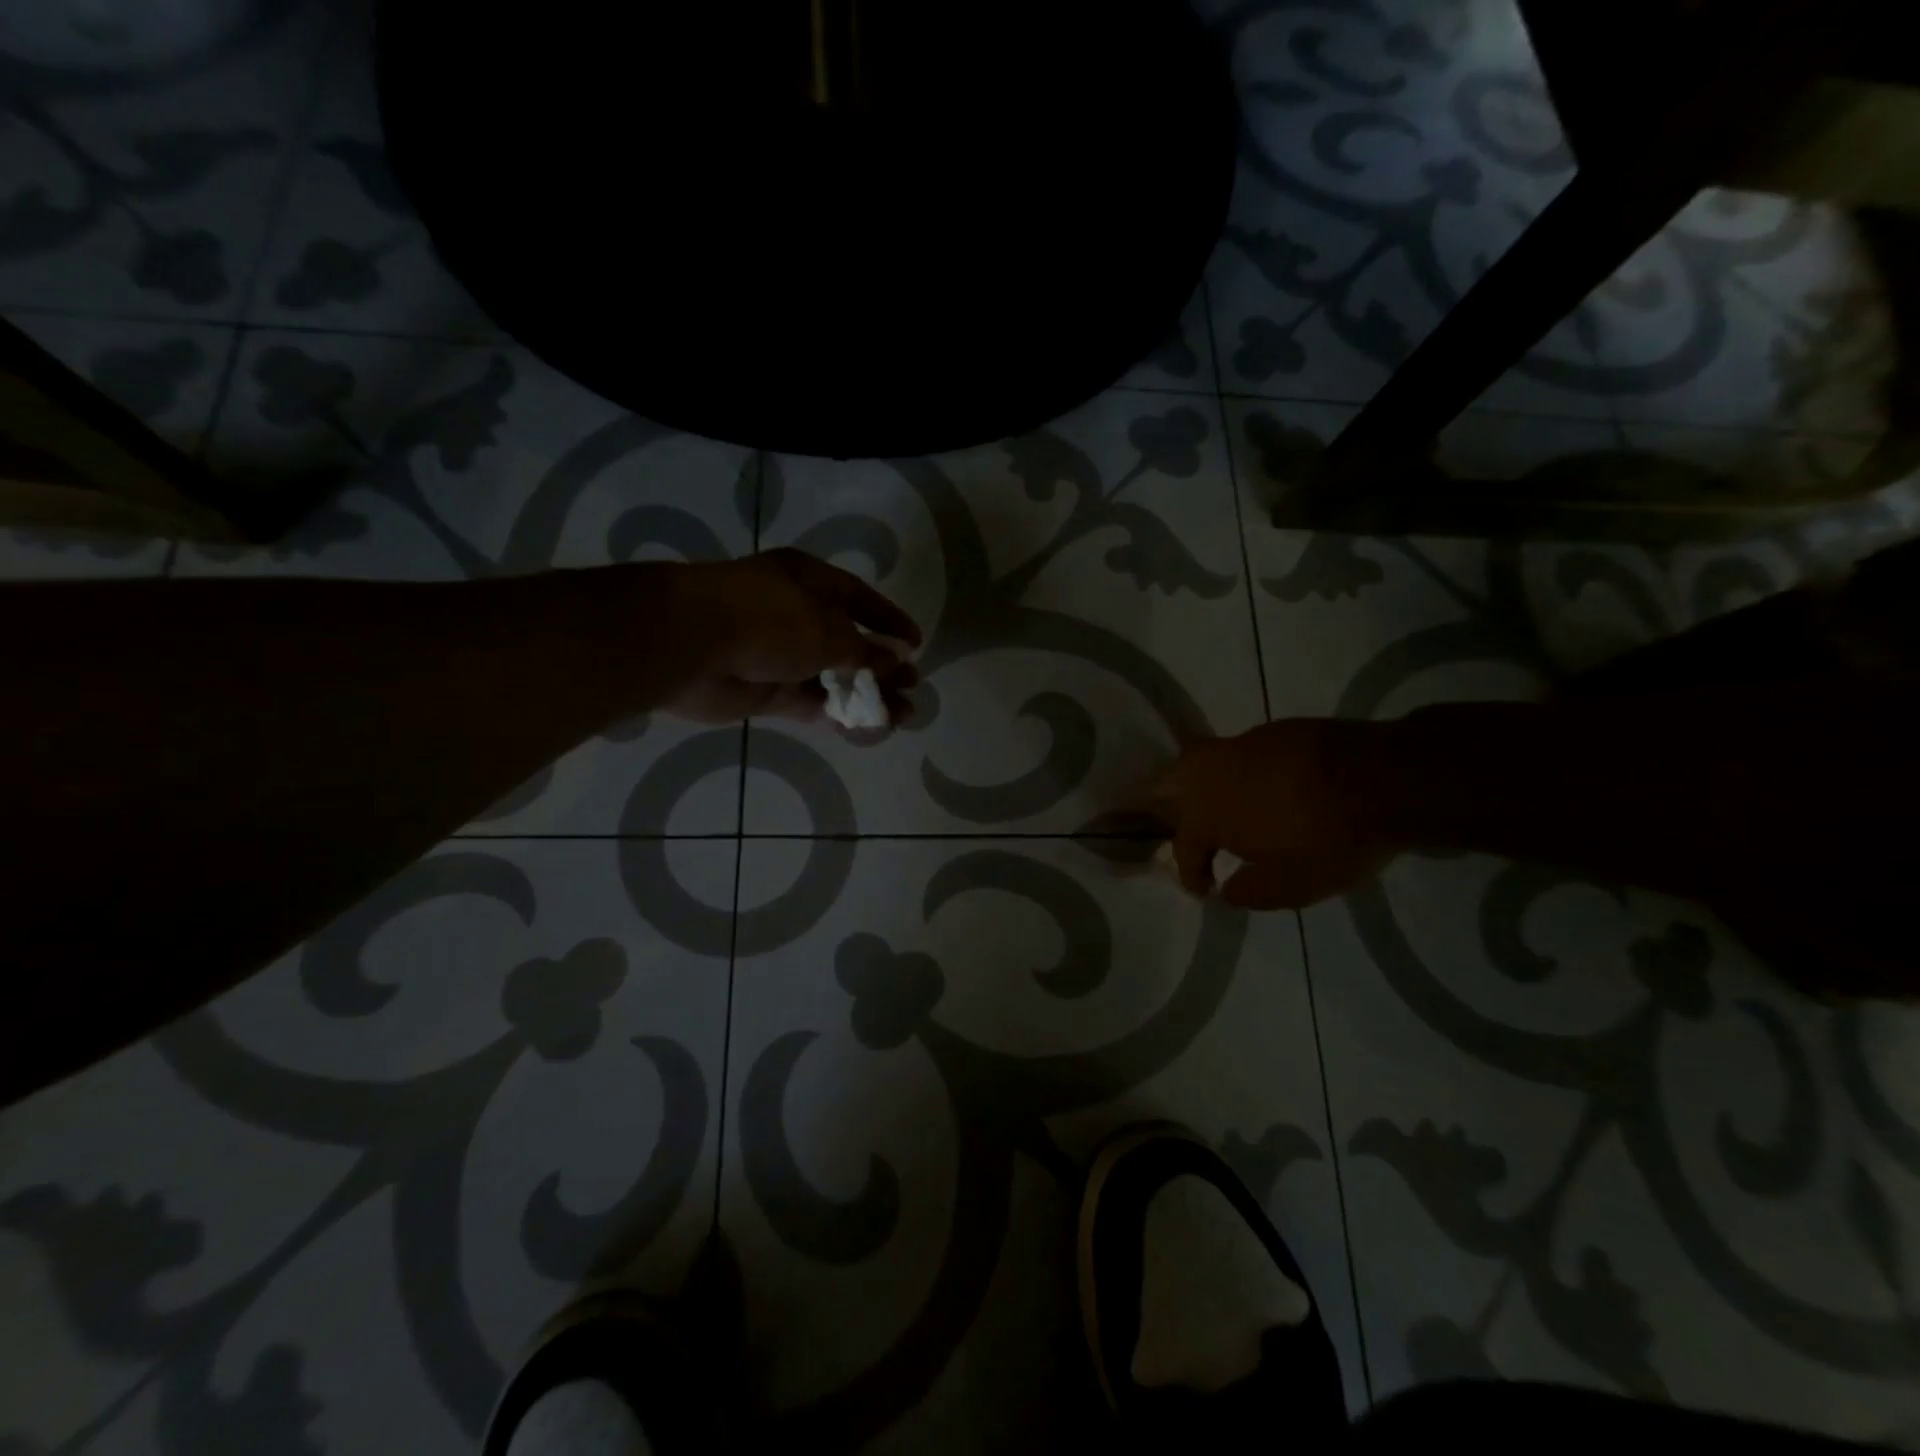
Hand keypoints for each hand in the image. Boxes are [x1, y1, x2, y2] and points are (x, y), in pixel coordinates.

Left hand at [663, 549, 922, 723]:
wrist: (693, 645)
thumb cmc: (769, 620)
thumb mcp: (828, 631)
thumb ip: (864, 651)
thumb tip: (894, 660)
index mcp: (809, 581)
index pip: (859, 597)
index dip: (889, 619)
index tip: (915, 643)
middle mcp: (795, 613)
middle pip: (848, 640)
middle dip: (881, 665)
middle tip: (912, 686)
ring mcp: (778, 653)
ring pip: (831, 676)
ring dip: (865, 693)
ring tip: (902, 714)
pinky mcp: (766, 690)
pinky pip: (810, 701)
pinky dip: (837, 712)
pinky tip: (866, 726)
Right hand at [1151, 719, 1404, 908]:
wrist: (1379, 779)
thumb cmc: (1328, 839)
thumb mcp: (1291, 887)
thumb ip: (1249, 892)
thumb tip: (1227, 890)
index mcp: (1205, 815)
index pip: (1183, 847)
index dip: (1190, 872)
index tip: (1204, 889)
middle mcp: (1210, 775)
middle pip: (1168, 786)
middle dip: (1170, 810)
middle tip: (1193, 834)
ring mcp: (1238, 747)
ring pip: (1199, 762)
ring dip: (1201, 786)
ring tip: (1221, 807)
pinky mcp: (1270, 731)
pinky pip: (1237, 753)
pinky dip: (1237, 772)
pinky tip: (1261, 786)